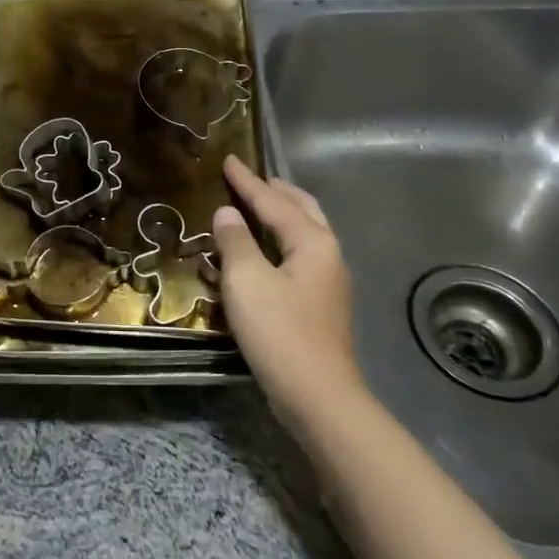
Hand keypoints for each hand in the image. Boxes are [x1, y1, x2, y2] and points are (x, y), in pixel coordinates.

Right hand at [211, 155, 362, 425]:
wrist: (318, 398)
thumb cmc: (279, 332)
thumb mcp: (246, 280)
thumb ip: (235, 241)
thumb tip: (228, 213)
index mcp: (312, 241)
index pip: (273, 201)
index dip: (247, 181)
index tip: (228, 160)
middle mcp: (327, 254)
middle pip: (303, 209)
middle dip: (277, 191)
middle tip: (251, 179)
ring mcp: (330, 282)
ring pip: (306, 232)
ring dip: (283, 214)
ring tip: (260, 205)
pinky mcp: (323, 305)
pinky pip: (301, 254)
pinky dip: (283, 239)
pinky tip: (267, 250)